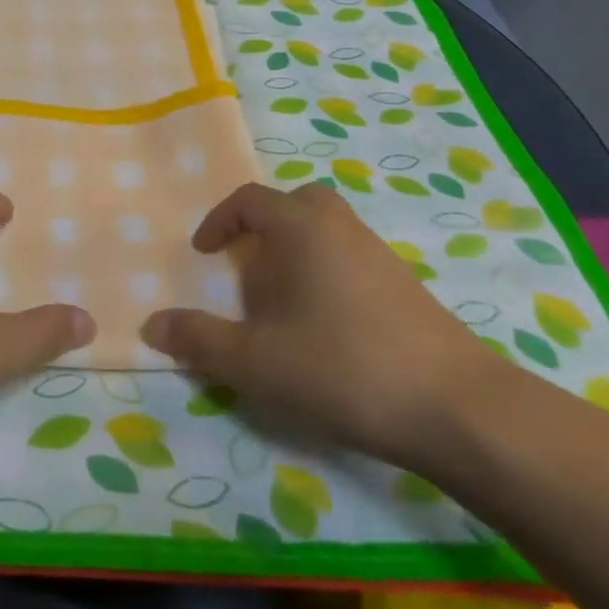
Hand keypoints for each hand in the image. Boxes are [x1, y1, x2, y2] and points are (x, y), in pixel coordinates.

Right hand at [141, 182, 499, 470]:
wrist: (457, 407)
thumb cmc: (343, 367)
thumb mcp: (256, 361)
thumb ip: (199, 340)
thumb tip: (151, 325)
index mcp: (301, 226)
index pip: (249, 200)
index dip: (218, 222)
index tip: (203, 253)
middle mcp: (340, 225)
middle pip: (294, 204)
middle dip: (263, 229)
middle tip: (246, 268)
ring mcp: (378, 253)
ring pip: (325, 231)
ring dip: (295, 253)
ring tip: (280, 305)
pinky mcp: (405, 285)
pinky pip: (349, 257)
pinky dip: (325, 273)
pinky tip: (325, 327)